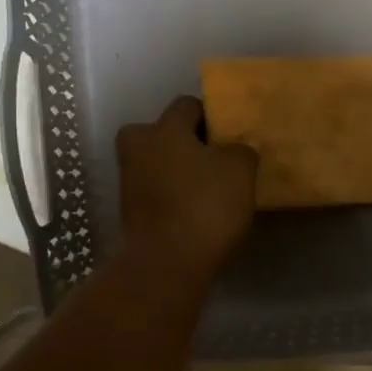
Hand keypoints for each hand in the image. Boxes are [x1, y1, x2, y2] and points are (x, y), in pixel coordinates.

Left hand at [116, 96, 257, 285]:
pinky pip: (157, 191)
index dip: (212, 116)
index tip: (231, 135)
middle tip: (217, 160)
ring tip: (211, 188)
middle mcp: (138, 147)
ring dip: (181, 170)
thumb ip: (241, 149)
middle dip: (188, 143)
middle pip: (166, 133)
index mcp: (163, 128)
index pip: (188, 105)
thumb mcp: (240, 170)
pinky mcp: (131, 211)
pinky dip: (174, 196)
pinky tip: (197, 210)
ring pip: (160, 163)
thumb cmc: (205, 206)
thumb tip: (237, 148)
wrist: (166, 264)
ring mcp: (129, 181)